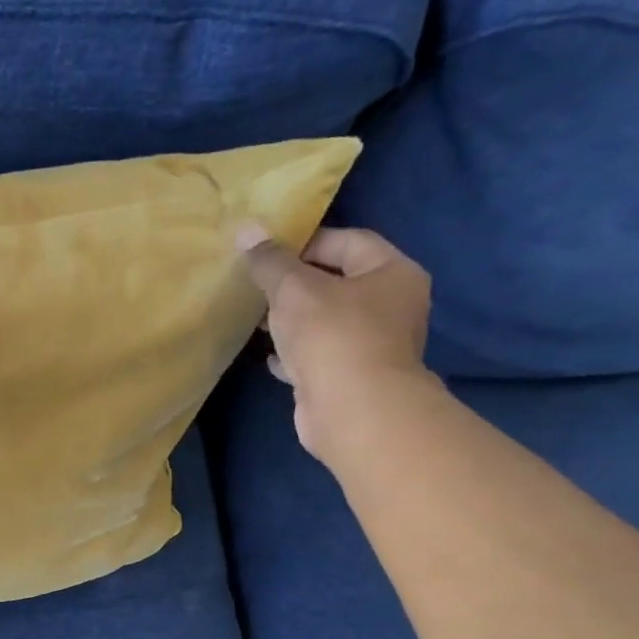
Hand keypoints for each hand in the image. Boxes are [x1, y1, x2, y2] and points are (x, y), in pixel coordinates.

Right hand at [238, 225, 435, 463]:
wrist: (352, 410)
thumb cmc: (332, 335)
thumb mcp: (293, 289)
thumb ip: (269, 261)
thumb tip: (245, 228)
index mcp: (393, 273)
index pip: (348, 241)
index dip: (306, 242)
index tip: (266, 254)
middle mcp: (392, 305)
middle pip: (337, 282)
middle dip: (295, 284)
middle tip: (256, 286)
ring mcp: (373, 344)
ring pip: (326, 321)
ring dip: (292, 320)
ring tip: (256, 320)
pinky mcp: (351, 376)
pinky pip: (319, 355)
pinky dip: (296, 353)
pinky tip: (270, 357)